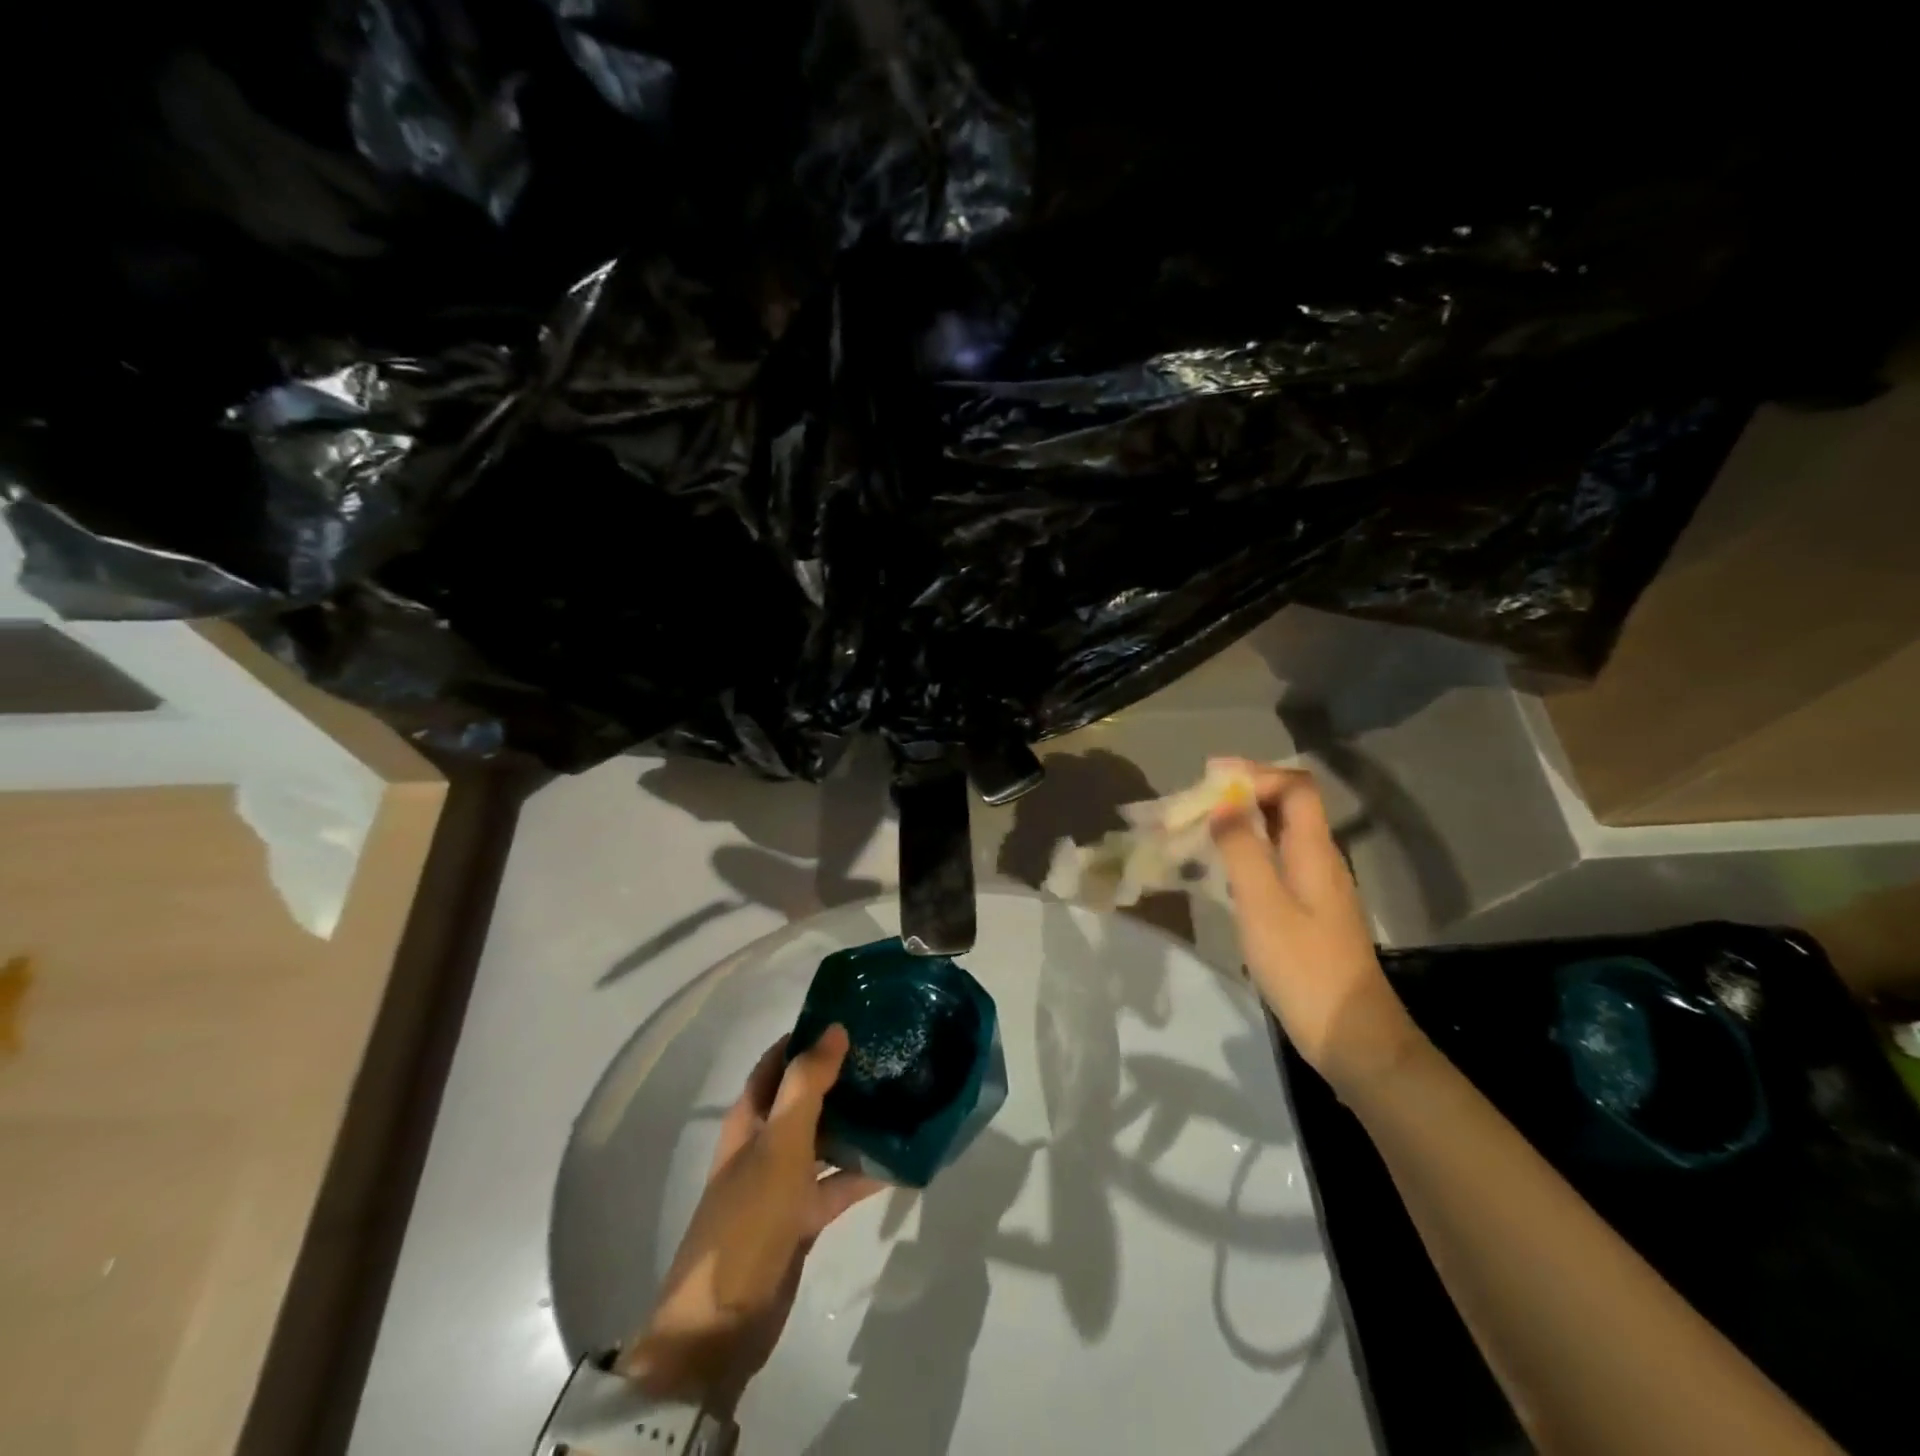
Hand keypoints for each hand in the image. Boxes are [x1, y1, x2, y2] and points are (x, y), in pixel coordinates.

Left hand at [619, 1026, 883, 1413]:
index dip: (809, 1036)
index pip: (779, 1060)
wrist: (722, 1324)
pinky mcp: (802, 1217)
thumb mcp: (779, 1144)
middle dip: (841, 1075)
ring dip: (856, 1120)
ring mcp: (784, 1182)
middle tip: (889, 1052)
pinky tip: (901, 1160)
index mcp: (751, 1118)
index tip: (853, 1015)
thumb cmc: (748, 1219)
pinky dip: (864, 1172)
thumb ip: (807, 1085)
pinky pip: (838, 1182)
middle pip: (806, 1096)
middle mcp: (766, 1142)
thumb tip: (835, 1028)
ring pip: (826, 1138)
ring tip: (903, 1094)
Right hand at [1207, 757, 1422, 1096]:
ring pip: (1281, 834)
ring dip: (1243, 822)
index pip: (1295, 787)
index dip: (1255, 773)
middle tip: (1197, 801)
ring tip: (1201, 828)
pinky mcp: (1309, 911)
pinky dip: (1248, 852)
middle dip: (1244, 793)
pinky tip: (1223, 870)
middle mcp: (1321, 860)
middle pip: (1289, 806)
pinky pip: (1277, 862)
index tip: (1210, 778)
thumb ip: (1242, 849)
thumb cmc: (1304, 966)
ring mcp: (1318, 887)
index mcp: (1315, 851)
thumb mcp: (1263, 904)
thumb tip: (1223, 803)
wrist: (1350, 1034)